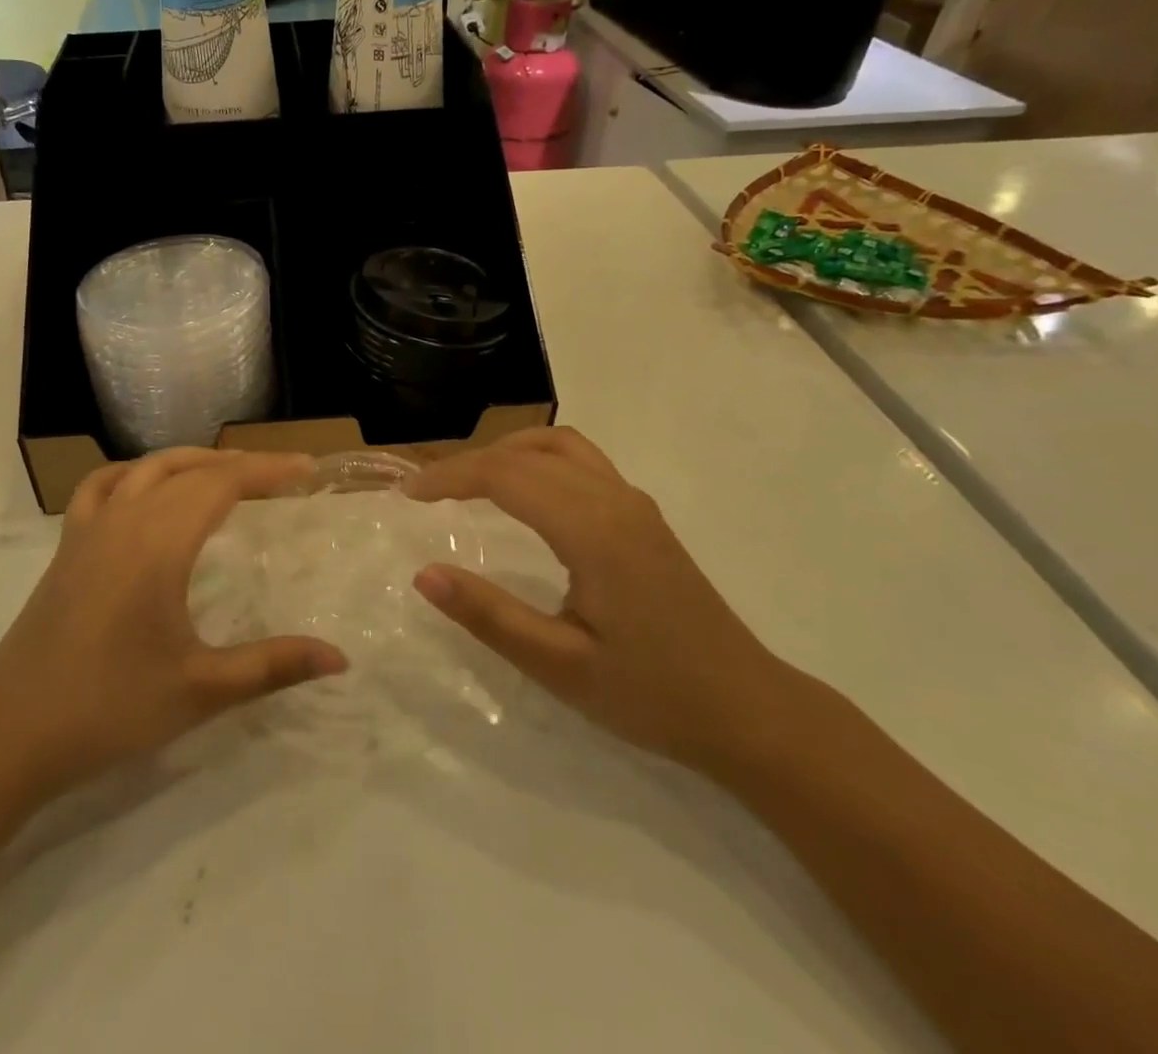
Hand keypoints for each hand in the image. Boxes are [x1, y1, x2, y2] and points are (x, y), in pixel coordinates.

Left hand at [0, 449, 347, 802]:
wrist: (9, 732)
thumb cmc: (109, 707)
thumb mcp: (200, 689)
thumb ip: (272, 666)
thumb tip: (339, 657)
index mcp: (159, 542)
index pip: (222, 483)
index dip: (268, 470)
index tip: (307, 469)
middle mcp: (124, 519)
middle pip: (189, 469)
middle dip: (239, 465)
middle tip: (281, 476)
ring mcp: (89, 529)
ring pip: (146, 468)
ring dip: (191, 462)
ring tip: (225, 474)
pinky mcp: (67, 547)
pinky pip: (102, 486)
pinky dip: (134, 474)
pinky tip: (145, 492)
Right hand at [407, 427, 788, 769]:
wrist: (750, 712)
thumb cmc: (653, 695)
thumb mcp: (561, 666)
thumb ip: (489, 616)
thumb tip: (423, 574)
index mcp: (593, 530)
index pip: (505, 475)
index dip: (450, 477)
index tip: (408, 495)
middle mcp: (615, 500)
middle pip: (527, 452)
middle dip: (469, 462)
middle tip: (428, 492)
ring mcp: (635, 504)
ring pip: (559, 445)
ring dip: (507, 452)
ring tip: (468, 484)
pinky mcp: (644, 517)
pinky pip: (581, 461)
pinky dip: (538, 460)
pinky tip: (525, 496)